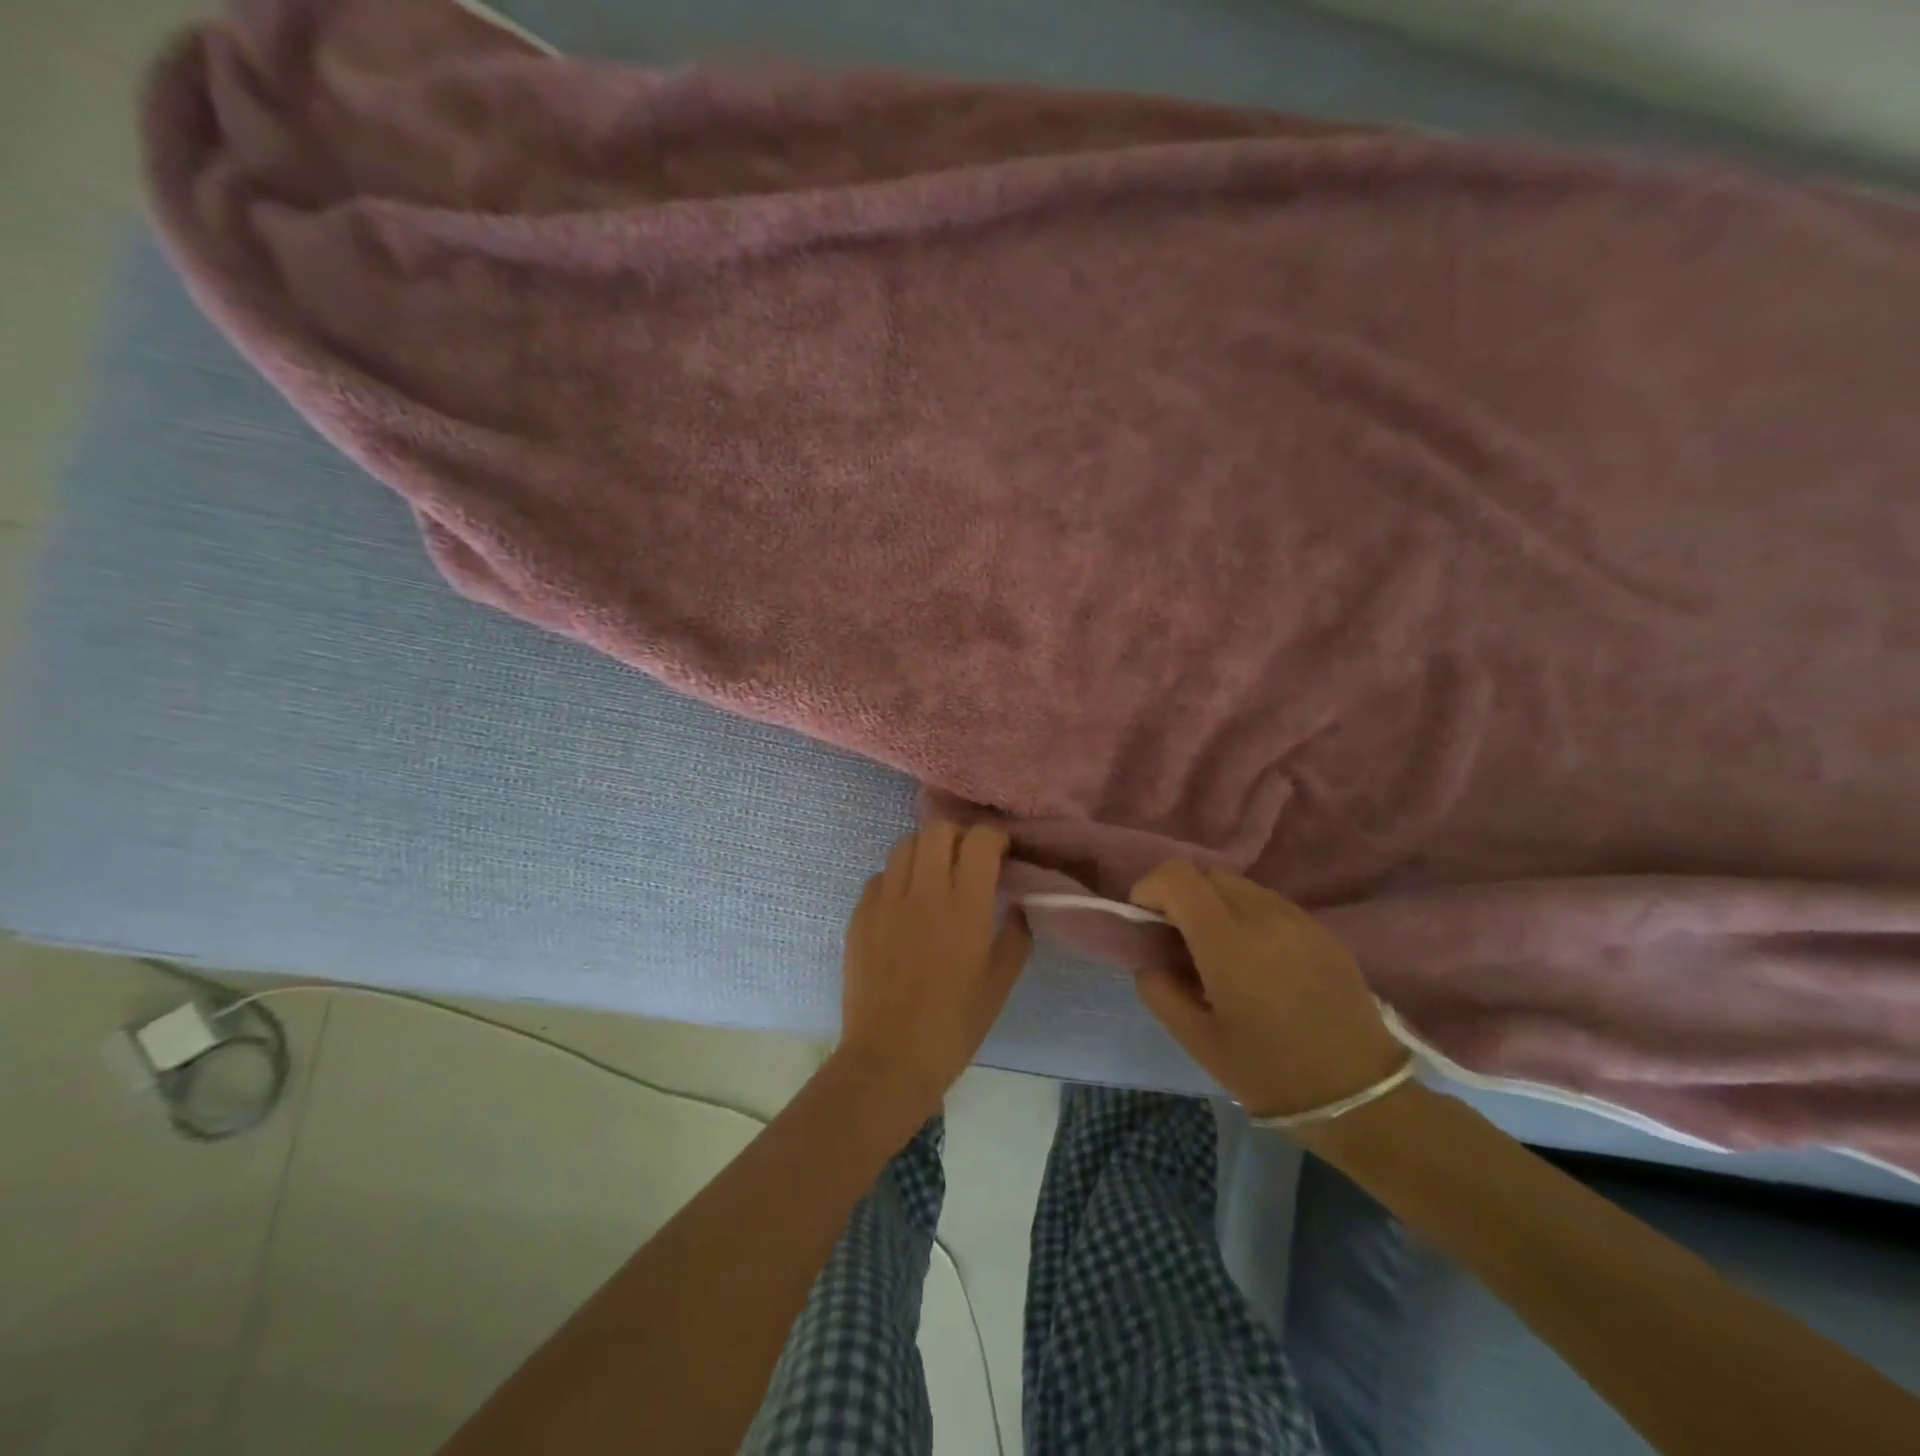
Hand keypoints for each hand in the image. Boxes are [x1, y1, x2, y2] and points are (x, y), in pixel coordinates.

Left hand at [834, 822, 1032, 1123]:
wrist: (889, 1057)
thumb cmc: (954, 1025)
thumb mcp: (1000, 983)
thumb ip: (1016, 936)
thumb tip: (1018, 904)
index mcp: (966, 906)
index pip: (980, 840)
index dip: (994, 839)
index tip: (1001, 854)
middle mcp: (925, 891)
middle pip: (939, 830)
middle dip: (959, 837)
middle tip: (967, 861)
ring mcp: (886, 899)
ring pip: (905, 846)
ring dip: (926, 852)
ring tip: (934, 877)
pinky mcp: (860, 914)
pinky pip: (880, 876)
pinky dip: (897, 879)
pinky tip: (904, 906)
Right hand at [1129, 860, 1406, 1119]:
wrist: (1360, 1098)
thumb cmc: (1269, 1072)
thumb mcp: (1197, 1041)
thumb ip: (1159, 991)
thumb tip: (1149, 962)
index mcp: (1228, 941)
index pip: (1177, 876)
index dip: (1149, 887)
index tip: (1144, 920)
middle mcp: (1263, 915)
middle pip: (1206, 874)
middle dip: (1180, 895)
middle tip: (1176, 938)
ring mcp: (1298, 919)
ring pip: (1238, 885)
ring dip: (1214, 904)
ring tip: (1216, 951)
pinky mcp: (1321, 931)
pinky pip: (1269, 903)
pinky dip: (1245, 915)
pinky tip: (1254, 960)